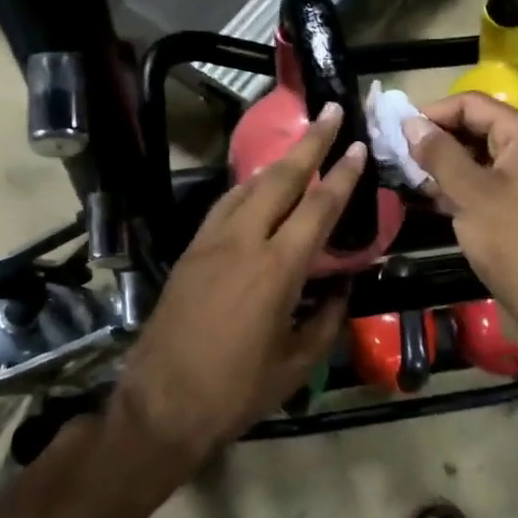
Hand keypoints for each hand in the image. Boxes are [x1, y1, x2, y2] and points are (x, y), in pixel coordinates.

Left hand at [117, 104, 362, 468]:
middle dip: (309, 143)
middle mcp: (243, 242)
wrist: (161, 405)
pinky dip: (247, 188)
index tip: (355, 145)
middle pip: (280, 178)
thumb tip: (342, 289)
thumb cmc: (236, 391)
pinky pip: (224, 206)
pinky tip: (258, 189)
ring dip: (277, 162)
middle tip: (329, 113)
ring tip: (300, 146)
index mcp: (277, 269)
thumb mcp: (296, 363)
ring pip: (248, 186)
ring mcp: (211, 242)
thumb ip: (326, 319)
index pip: (318, 207)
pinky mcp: (190, 251)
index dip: (341, 174)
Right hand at [405, 94, 517, 345]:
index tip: (397, 130)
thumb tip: (410, 122)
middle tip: (398, 154)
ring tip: (408, 176)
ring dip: (444, 164)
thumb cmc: (511, 242)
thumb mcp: (470, 193)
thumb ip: (439, 153)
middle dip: (437, 138)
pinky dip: (458, 185)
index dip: (433, 113)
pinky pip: (484, 182)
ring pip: (477, 156)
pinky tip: (430, 197)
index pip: (472, 104)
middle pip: (476, 127)